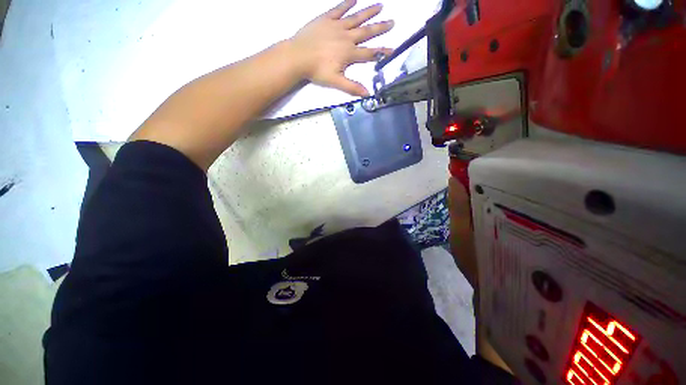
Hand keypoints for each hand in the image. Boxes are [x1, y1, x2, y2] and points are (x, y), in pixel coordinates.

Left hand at [290, 0, 393, 96]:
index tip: (393, 49)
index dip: (381, 52)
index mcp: (349, 54)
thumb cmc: (317, 71)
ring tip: (380, 6)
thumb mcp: (336, 82)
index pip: (369, 53)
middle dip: (380, 28)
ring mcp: (336, 26)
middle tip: (392, 22)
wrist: (298, 56)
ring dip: (368, 12)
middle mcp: (346, 37)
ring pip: (356, 18)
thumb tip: (367, 93)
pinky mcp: (326, 19)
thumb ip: (352, 87)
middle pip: (366, 32)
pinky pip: (339, 9)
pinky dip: (347, 3)